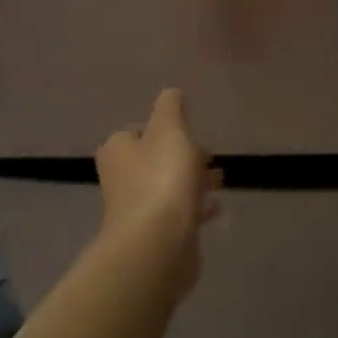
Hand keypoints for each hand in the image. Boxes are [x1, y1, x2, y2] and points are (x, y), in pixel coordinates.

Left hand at [94, 89, 220, 290]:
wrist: (157, 244)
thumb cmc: (161, 178)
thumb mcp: (169, 130)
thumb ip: (170, 108)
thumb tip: (170, 92)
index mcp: (118, 151)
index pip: (135, 132)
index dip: (160, 129)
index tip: (185, 129)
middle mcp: (121, 179)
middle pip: (153, 160)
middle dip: (181, 156)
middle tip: (207, 154)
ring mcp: (137, 210)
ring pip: (168, 187)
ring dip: (193, 182)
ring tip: (219, 180)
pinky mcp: (156, 235)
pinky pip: (179, 214)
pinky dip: (197, 208)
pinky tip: (218, 208)